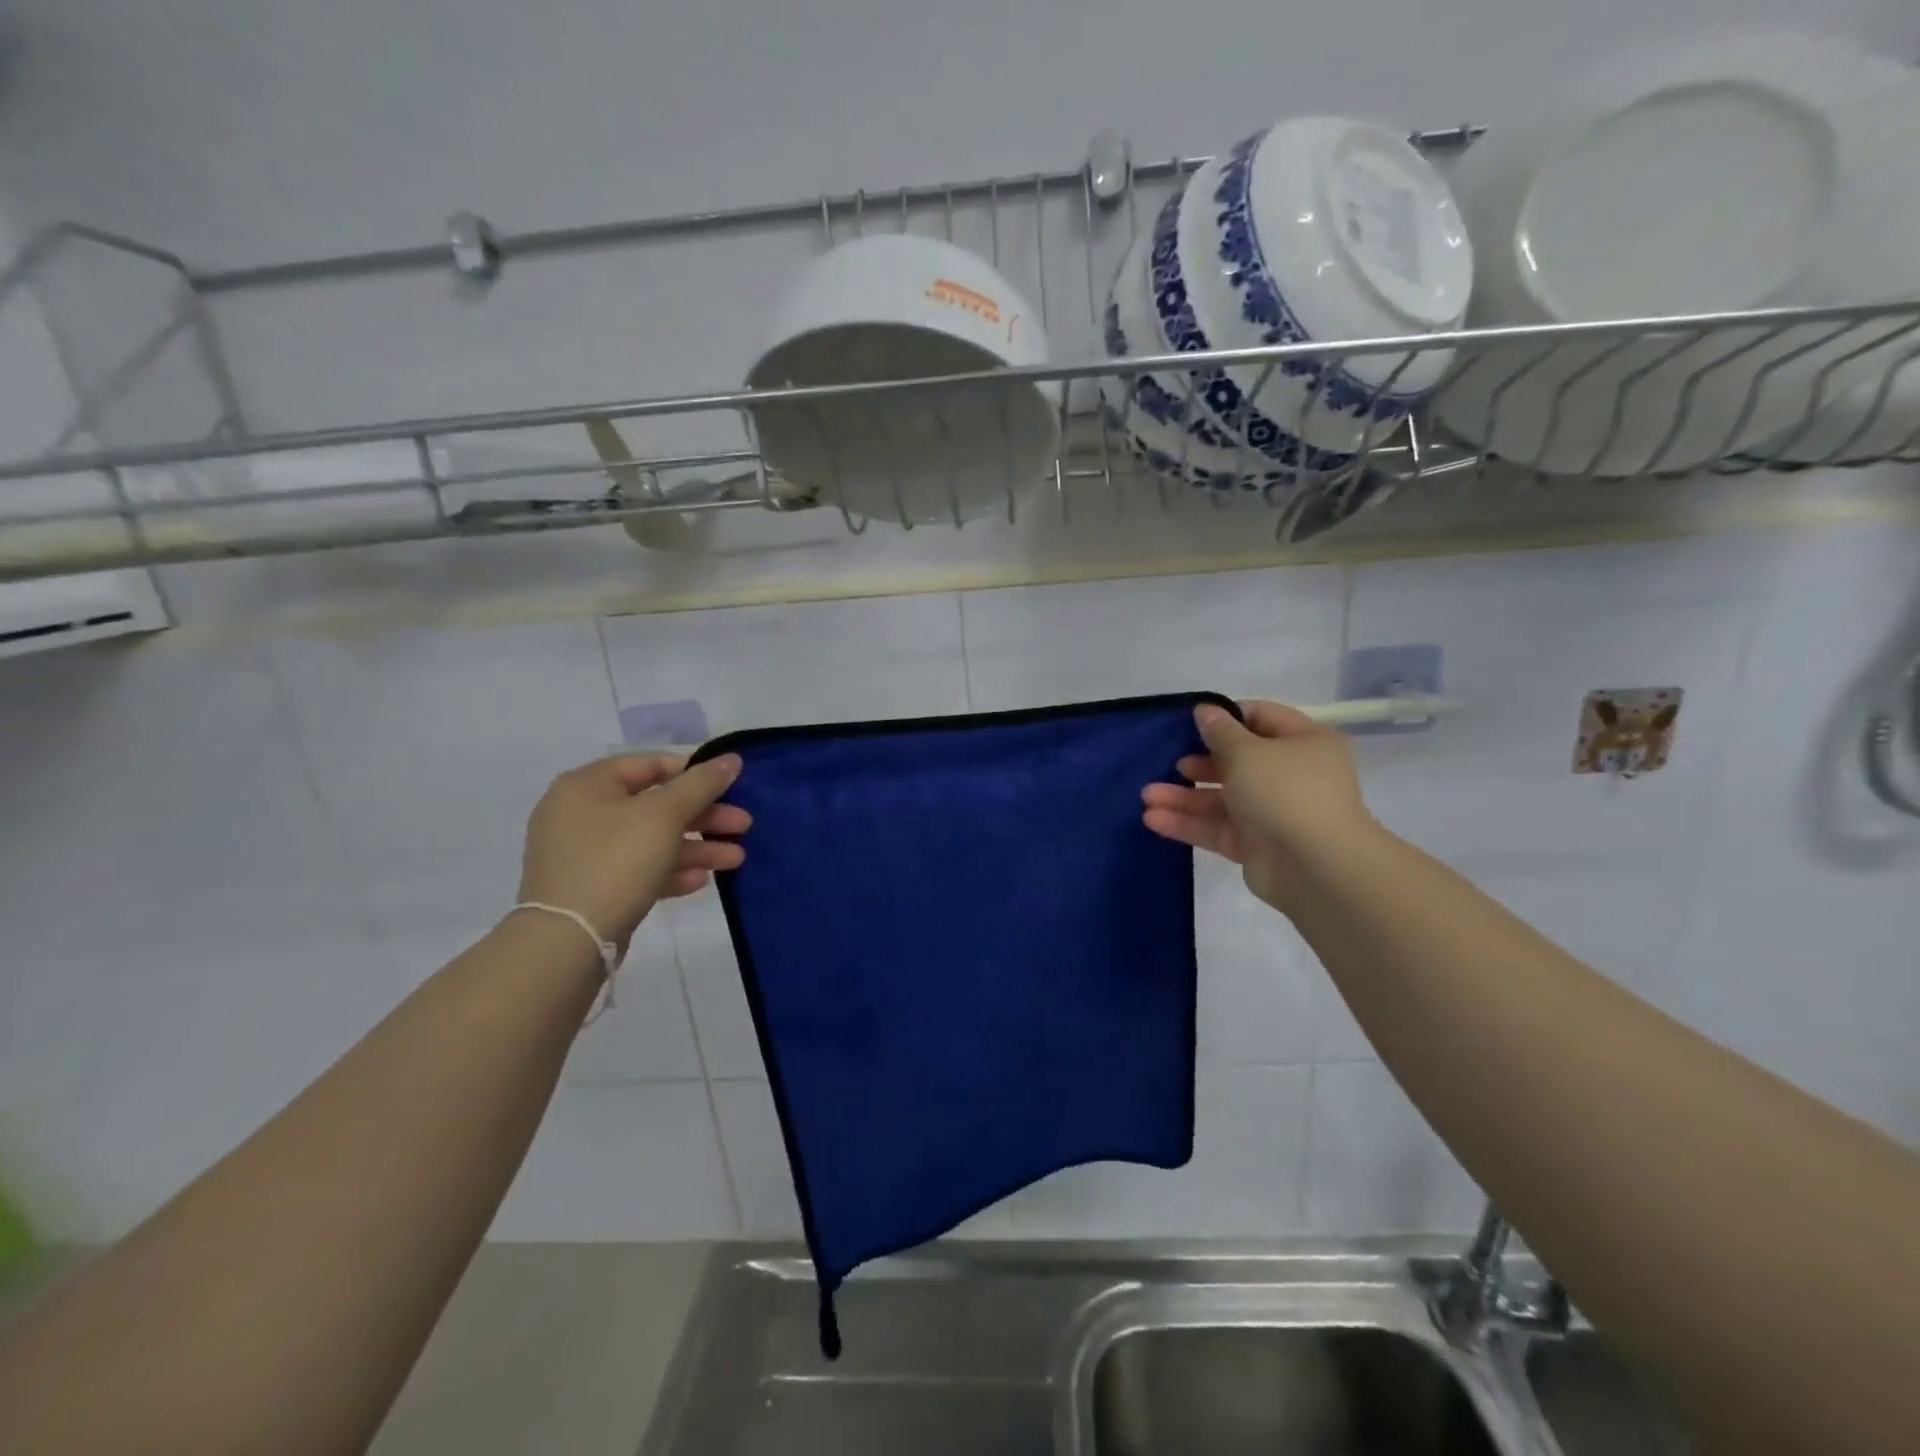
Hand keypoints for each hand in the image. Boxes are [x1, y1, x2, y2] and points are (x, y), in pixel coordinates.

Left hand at [518, 753, 748, 944]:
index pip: (650, 765)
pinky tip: (701, 880)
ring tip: (736, 859)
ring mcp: (584, 853)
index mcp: (587, 785)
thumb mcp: (664, 815)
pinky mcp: (592, 887)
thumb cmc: (615, 861)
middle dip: (705, 817)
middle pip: (656, 805)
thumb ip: (701, 784)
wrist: (567, 941)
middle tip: (744, 825)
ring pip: (652, 840)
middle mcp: (580, 813)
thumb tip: (732, 758)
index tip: (732, 785)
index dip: (695, 772)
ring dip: (696, 847)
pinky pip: (638, 869)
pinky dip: (670, 870)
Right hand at [1142, 700, 1376, 911]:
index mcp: (1305, 743)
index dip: (1227, 718)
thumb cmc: (1285, 792)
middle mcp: (1292, 776)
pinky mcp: (1256, 846)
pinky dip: (1188, 823)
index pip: (1262, 718)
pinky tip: (1153, 819)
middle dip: (1198, 763)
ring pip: (1222, 799)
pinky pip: (1218, 829)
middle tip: (1170, 763)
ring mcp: (1274, 813)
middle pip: (1237, 762)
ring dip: (1184, 796)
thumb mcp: (1247, 751)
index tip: (1191, 723)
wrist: (1315, 868)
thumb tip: (1205, 710)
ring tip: (1146, 796)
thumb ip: (1220, 731)